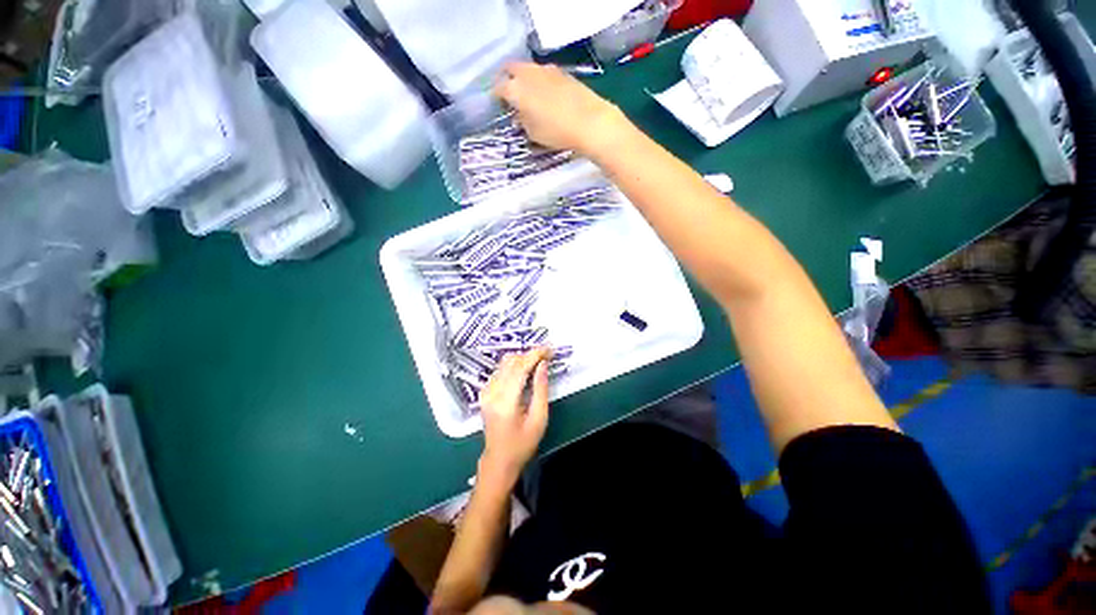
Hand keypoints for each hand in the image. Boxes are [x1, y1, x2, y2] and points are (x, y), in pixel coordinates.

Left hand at [478, 348, 552, 486]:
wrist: (499, 460)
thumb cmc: (522, 443)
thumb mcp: (539, 419)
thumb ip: (541, 389)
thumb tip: (543, 364)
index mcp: (505, 401)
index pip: (520, 368)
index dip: (535, 355)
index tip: (549, 349)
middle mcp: (492, 392)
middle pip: (510, 362)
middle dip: (530, 355)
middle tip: (547, 356)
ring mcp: (485, 392)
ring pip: (504, 364)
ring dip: (522, 359)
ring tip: (538, 362)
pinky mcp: (484, 392)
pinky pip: (500, 371)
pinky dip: (514, 366)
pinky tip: (525, 371)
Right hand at [494, 62, 628, 157]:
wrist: (590, 122)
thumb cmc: (557, 131)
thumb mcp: (533, 133)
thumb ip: (522, 121)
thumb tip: (519, 114)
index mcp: (516, 88)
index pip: (498, 88)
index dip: (496, 97)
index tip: (498, 106)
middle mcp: (528, 73)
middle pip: (510, 69)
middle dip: (507, 80)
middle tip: (509, 95)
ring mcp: (546, 69)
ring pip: (528, 69)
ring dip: (524, 79)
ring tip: (529, 96)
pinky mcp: (562, 72)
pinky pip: (544, 74)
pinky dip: (539, 82)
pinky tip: (546, 96)